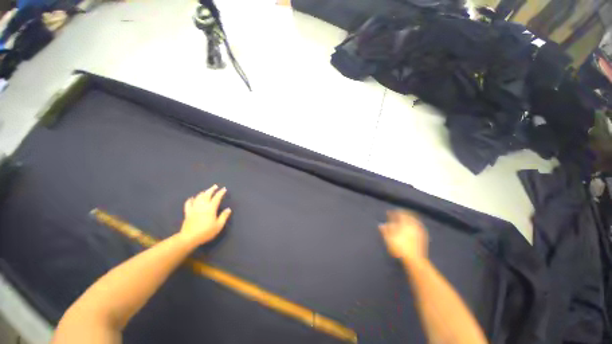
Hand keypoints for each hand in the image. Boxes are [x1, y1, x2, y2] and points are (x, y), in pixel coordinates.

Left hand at [180, 185, 231, 244]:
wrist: (189, 238)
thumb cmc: (206, 232)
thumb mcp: (218, 226)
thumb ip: (224, 216)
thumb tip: (228, 209)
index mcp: (211, 208)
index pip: (217, 198)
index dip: (220, 193)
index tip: (224, 189)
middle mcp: (202, 206)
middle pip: (207, 195)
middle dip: (211, 189)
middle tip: (215, 186)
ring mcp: (194, 209)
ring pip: (198, 197)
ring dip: (203, 193)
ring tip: (206, 191)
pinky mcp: (188, 213)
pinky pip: (188, 204)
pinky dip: (190, 199)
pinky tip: (192, 198)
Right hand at [379, 210, 427, 262]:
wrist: (414, 259)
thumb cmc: (399, 247)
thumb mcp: (388, 238)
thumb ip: (385, 230)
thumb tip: (381, 225)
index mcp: (404, 223)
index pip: (399, 214)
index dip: (393, 213)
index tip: (388, 212)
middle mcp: (412, 225)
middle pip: (407, 215)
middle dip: (402, 214)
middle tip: (397, 214)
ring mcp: (419, 230)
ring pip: (413, 220)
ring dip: (408, 218)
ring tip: (404, 219)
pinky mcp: (423, 236)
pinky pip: (418, 226)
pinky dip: (414, 224)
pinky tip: (412, 227)